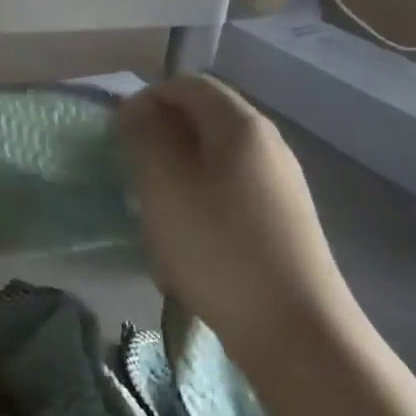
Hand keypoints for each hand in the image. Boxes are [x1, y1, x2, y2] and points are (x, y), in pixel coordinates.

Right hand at [119, 76, 363, 366]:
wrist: (296, 331)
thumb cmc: (217, 247)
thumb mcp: (164, 186)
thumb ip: (144, 136)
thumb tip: (136, 109)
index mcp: (241, 126)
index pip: (189, 84)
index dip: (148, 98)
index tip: (119, 132)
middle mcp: (268, 144)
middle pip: (205, 117)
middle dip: (162, 134)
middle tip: (133, 169)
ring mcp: (280, 184)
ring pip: (216, 155)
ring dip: (178, 168)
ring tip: (154, 204)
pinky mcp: (284, 219)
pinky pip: (231, 187)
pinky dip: (201, 195)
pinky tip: (188, 235)